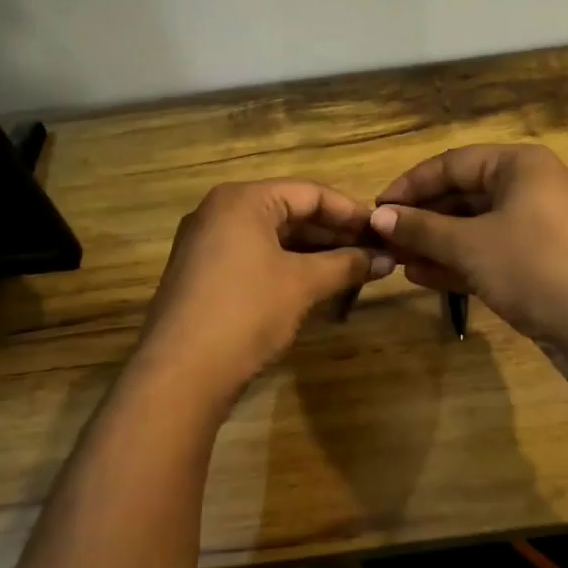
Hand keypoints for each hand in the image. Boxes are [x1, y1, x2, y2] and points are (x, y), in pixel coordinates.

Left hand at [138, 180, 394, 403]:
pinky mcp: (201, 274)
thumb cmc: (246, 312)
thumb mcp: (303, 284)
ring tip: (352, 268)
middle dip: (333, 233)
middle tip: (373, 252)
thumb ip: (347, 265)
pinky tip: (316, 283)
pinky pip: (253, 256)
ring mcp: (205, 244)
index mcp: (242, 200)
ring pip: (272, 236)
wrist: (180, 374)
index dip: (350, 212)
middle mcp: (219, 212)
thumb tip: (387, 259)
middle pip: (289, 211)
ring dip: (313, 251)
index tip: (382, 231)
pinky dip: (287, 265)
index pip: (310, 193)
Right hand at [368, 145, 567, 390]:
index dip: (411, 185)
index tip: (376, 209)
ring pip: (475, 227)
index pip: (452, 163)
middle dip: (422, 218)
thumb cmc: (535, 266)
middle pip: (463, 194)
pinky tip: (421, 276)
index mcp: (520, 165)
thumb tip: (379, 216)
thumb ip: (422, 228)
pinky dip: (458, 262)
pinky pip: (489, 253)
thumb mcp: (471, 245)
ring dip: (435, 243)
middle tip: (383, 239)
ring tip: (395, 260)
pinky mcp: (538, 263)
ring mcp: (536, 228)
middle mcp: (530, 188)